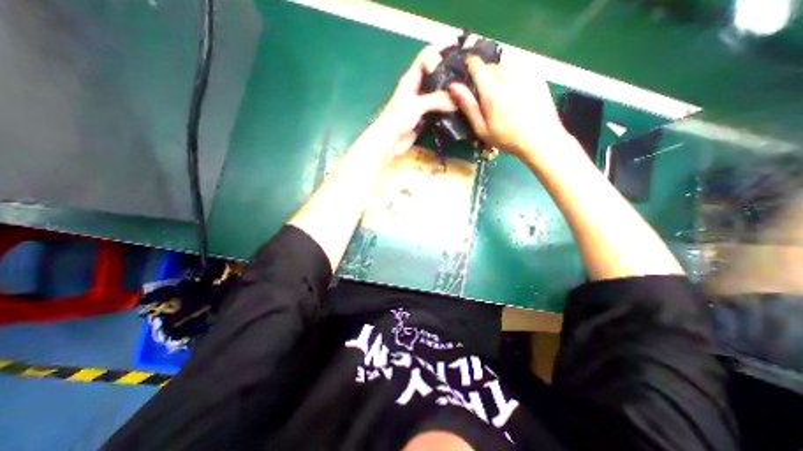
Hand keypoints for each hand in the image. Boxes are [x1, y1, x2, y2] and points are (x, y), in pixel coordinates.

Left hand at [372, 46, 458, 156]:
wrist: (389, 143)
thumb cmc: (396, 119)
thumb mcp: (416, 105)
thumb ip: (436, 100)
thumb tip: (457, 100)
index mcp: (412, 78)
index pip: (427, 57)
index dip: (440, 56)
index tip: (456, 62)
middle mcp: (419, 89)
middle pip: (436, 75)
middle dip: (451, 75)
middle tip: (469, 77)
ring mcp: (423, 104)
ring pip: (439, 94)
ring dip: (451, 95)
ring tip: (468, 94)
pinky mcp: (426, 118)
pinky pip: (440, 110)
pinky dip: (449, 110)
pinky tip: (460, 110)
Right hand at [449, 56, 573, 164]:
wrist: (540, 139)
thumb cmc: (506, 138)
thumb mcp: (481, 128)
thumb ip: (468, 106)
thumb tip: (453, 86)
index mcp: (492, 92)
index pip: (477, 65)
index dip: (470, 65)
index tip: (468, 72)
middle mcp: (508, 78)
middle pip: (491, 65)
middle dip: (485, 74)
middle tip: (485, 92)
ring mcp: (525, 74)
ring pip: (505, 65)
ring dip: (499, 75)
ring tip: (501, 93)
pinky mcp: (537, 75)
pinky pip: (519, 68)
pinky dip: (513, 76)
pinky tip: (515, 92)